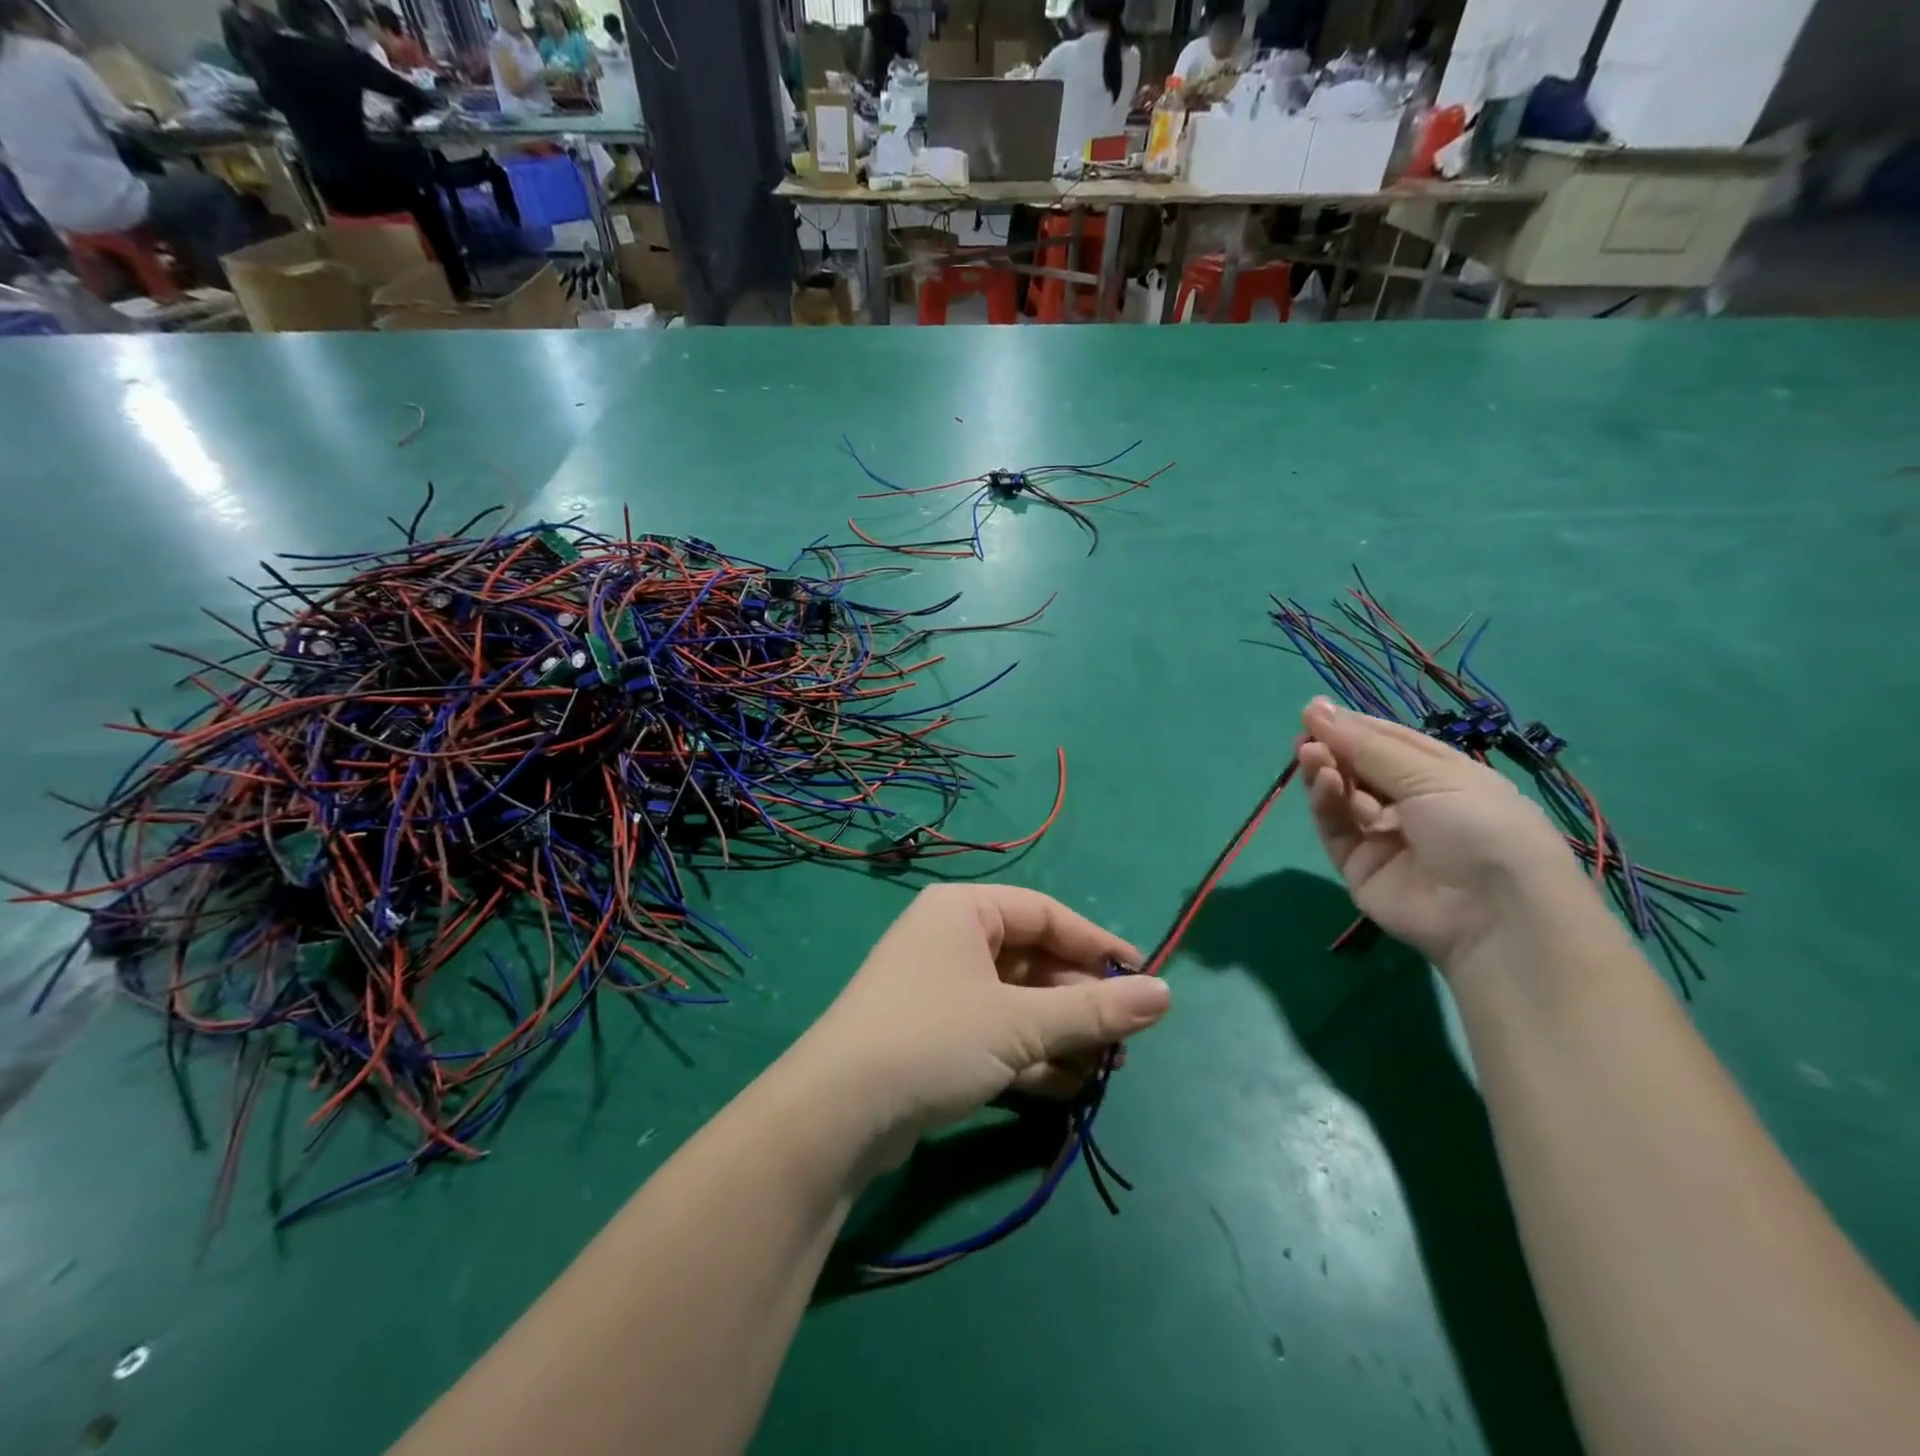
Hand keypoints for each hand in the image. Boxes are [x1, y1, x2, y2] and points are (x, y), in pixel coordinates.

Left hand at [787, 884, 1171, 1170]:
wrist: (836, 1114)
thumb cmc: (934, 1039)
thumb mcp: (1021, 1023)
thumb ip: (1094, 1009)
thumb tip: (1166, 994)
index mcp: (965, 910)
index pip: (1047, 914)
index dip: (1098, 945)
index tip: (1144, 980)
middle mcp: (951, 939)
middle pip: (1034, 960)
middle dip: (1081, 1001)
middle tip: (1127, 1040)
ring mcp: (940, 988)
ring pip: (1018, 1002)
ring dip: (1062, 1034)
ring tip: (1106, 1069)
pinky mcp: (934, 1035)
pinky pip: (996, 1033)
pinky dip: (1031, 1056)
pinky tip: (1068, 1088)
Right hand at [1298, 696, 1580, 968]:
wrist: (1494, 913)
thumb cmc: (1480, 825)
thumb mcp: (1431, 774)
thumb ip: (1366, 745)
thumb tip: (1315, 709)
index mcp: (1443, 776)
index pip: (1389, 743)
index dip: (1353, 726)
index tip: (1314, 710)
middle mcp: (1412, 805)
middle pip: (1360, 769)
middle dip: (1333, 748)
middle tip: (1304, 733)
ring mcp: (1384, 837)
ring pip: (1343, 797)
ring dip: (1326, 771)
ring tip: (1310, 754)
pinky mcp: (1359, 867)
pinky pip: (1337, 829)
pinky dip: (1327, 803)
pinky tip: (1325, 782)